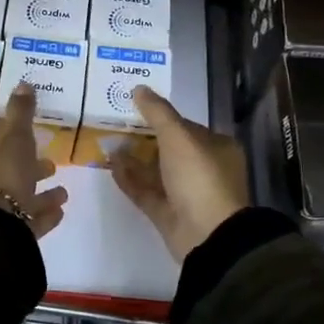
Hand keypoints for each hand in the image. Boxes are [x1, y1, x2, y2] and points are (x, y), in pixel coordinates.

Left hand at [0, 83, 68, 236]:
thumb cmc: (1, 178)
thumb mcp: (15, 141)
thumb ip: (20, 115)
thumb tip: (23, 82)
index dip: (9, 145)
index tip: (31, 143)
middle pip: (5, 175)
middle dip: (30, 171)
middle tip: (51, 166)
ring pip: (18, 200)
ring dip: (40, 196)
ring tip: (64, 193)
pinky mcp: (2, 237)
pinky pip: (26, 222)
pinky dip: (42, 215)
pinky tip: (60, 212)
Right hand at [111, 87, 248, 261]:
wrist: (208, 235)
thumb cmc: (199, 177)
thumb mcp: (178, 137)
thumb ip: (157, 112)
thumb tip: (139, 88)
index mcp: (216, 148)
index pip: (186, 127)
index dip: (161, 117)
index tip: (133, 108)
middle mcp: (203, 169)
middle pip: (168, 149)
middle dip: (143, 138)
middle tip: (114, 124)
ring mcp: (186, 194)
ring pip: (155, 171)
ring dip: (133, 158)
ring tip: (107, 143)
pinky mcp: (168, 213)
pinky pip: (146, 191)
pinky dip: (129, 178)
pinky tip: (110, 165)